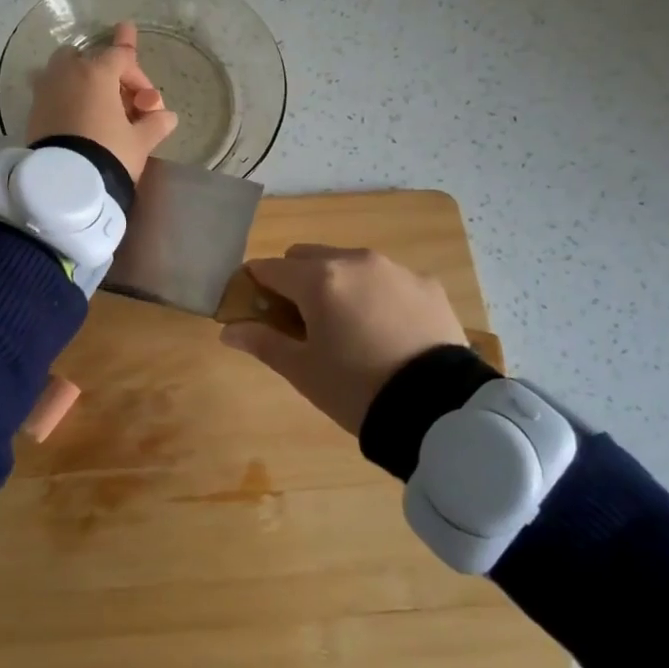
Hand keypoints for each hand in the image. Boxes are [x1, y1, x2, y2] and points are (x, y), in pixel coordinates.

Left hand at [26, 20, 178, 181]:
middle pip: (90, 57)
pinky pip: (52, 91)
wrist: (65, 184)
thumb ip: (156, 123)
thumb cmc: (108, 153)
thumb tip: (168, 117)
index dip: (139, 76)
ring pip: (65, 70)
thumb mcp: (140, 141)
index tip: (148, 103)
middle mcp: (68, 72)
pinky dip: (65, 97)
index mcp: (97, 72)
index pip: (122, 57)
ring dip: (82, 81)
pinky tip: (77, 118)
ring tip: (95, 105)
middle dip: (107, 73)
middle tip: (121, 100)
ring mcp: (46, 89)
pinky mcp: (33, 109)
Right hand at [220, 245, 468, 434]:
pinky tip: (386, 330)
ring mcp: (394, 268)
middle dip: (295, 280)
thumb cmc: (357, 390)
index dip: (255, 285)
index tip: (253, 308)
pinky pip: (387, 278)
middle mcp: (354, 260)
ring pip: (349, 263)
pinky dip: (375, 294)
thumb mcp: (304, 371)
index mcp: (318, 279)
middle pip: (308, 257)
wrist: (440, 410)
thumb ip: (263, 343)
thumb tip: (229, 331)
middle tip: (301, 322)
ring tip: (348, 327)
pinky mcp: (426, 283)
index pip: (269, 268)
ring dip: (336, 284)